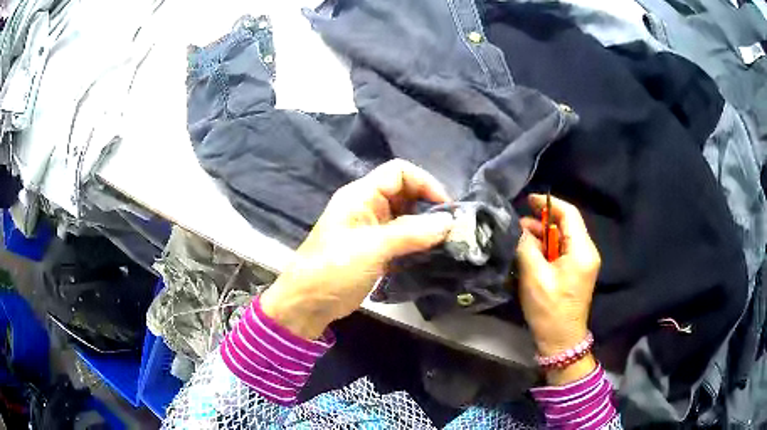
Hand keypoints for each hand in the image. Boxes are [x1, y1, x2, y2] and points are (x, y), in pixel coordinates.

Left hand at [260, 160, 454, 339]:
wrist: (308, 303)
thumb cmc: (333, 269)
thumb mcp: (372, 248)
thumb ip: (411, 233)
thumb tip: (449, 223)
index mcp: (361, 195)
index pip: (399, 172)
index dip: (425, 183)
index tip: (445, 208)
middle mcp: (367, 206)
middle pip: (405, 193)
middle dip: (429, 206)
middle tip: (451, 228)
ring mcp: (371, 229)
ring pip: (406, 217)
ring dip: (425, 227)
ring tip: (446, 242)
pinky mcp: (375, 250)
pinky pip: (402, 238)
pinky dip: (417, 243)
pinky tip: (431, 255)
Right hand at [516, 194, 600, 383]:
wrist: (561, 340)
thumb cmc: (549, 308)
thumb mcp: (534, 275)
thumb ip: (527, 246)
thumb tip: (520, 229)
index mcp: (582, 250)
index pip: (569, 214)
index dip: (549, 203)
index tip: (529, 200)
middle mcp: (587, 252)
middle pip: (566, 225)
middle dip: (543, 220)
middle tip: (519, 223)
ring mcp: (582, 263)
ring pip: (563, 238)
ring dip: (543, 235)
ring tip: (520, 237)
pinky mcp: (576, 273)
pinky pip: (562, 251)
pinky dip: (547, 248)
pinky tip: (530, 251)